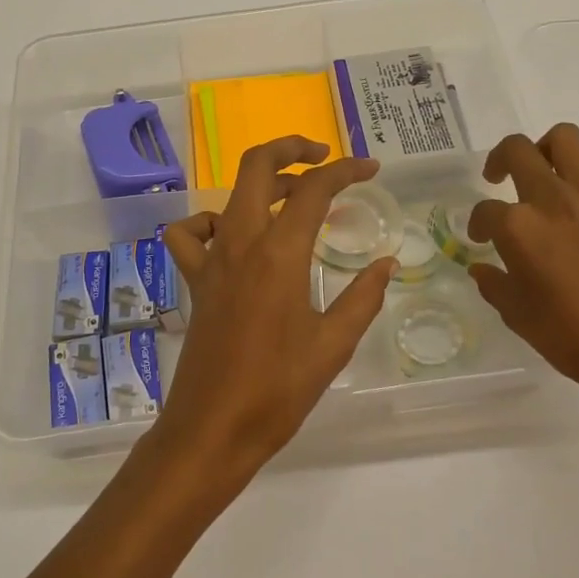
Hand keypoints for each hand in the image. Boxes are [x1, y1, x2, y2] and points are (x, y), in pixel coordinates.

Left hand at [155, 137, 396, 488]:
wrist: (212, 429)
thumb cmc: (277, 390)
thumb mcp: (334, 345)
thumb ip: (363, 297)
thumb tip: (386, 263)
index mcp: (279, 254)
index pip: (314, 189)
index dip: (346, 170)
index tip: (371, 169)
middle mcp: (241, 243)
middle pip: (257, 166)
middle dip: (291, 147)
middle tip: (324, 157)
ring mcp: (212, 259)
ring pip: (230, 194)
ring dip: (263, 183)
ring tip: (293, 196)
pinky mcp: (196, 280)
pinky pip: (192, 234)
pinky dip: (211, 222)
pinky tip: (234, 237)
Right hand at [467, 124, 578, 428]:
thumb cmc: (569, 336)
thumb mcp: (517, 314)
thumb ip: (495, 284)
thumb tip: (483, 269)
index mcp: (518, 227)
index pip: (484, 211)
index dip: (477, 224)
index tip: (480, 240)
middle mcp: (551, 201)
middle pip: (517, 150)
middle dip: (499, 160)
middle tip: (497, 179)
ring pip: (566, 139)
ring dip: (548, 148)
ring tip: (543, 172)